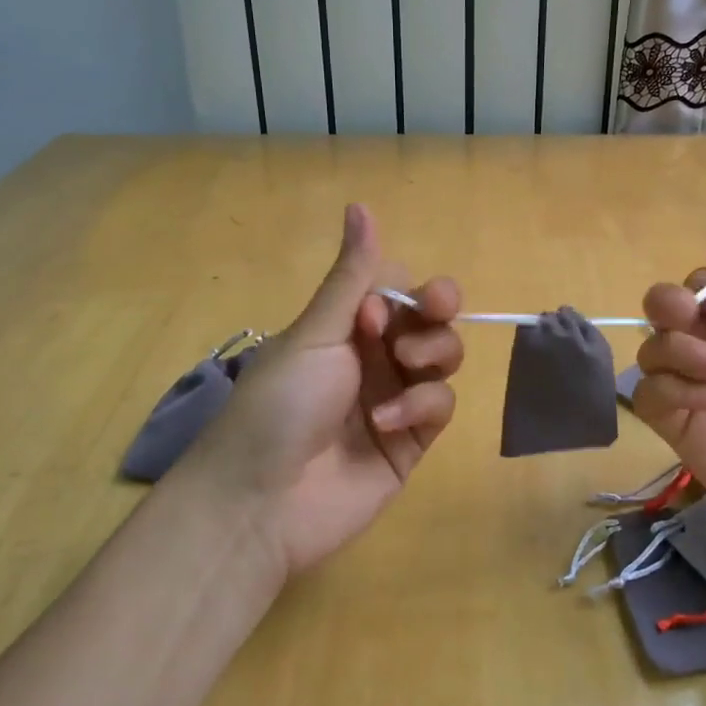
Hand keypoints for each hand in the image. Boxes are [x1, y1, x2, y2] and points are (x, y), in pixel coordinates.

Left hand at [176, 204, 462, 577]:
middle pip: (431, 320)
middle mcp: (374, 357)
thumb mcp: (316, 333)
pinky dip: (421, 406)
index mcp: (344, 327)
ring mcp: (395, 398)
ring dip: (433, 355)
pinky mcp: (412, 441)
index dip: (407, 292)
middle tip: (419, 325)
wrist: (261, 502)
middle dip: (435, 316)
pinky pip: (440, 406)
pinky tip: (389, 421)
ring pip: (444, 359)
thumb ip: (352, 275)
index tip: (385, 308)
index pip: (398, 289)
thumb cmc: (280, 404)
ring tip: (406, 367)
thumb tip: (360, 203)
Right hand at [633, 244, 705, 581]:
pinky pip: (649, 398)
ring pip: (652, 353)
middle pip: (666, 315)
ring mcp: (700, 395)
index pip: (703, 290)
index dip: (704, 288)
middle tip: (689, 317)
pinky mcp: (684, 436)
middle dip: (668, 305)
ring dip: (676, 350)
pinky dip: (669, 390)